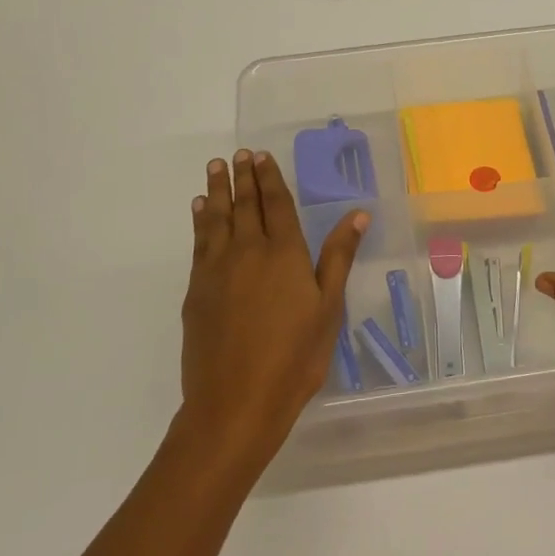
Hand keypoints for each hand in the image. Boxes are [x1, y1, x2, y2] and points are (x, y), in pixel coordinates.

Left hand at [181, 149, 367, 462]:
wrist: (235, 401)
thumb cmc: (295, 358)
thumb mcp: (328, 308)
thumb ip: (338, 257)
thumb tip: (357, 213)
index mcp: (284, 254)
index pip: (277, 205)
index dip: (270, 178)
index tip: (262, 156)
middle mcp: (248, 251)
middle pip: (245, 205)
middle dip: (243, 177)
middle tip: (239, 154)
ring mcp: (217, 269)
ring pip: (217, 218)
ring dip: (218, 190)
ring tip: (216, 167)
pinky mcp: (197, 289)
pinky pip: (199, 242)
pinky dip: (200, 220)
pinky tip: (200, 210)